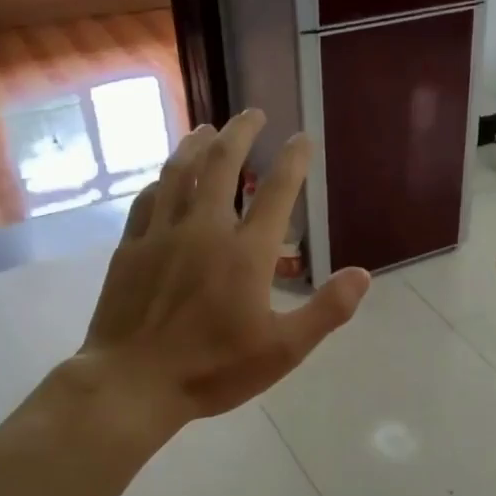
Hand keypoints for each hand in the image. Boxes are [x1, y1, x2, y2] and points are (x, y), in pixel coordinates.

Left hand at [44, 110, 371, 446]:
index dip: (293, 160)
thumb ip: (326, 310)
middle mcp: (204, 229)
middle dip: (241, 134)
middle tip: (253, 113)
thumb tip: (363, 274)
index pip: (277, 192)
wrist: (132, 383)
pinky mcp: (131, 248)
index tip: (301, 137)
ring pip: (180, 173)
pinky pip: (148, 199)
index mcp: (246, 253)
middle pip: (223, 166)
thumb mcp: (283, 350)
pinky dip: (162, 179)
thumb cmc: (212, 370)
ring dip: (197, 145)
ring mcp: (162, 234)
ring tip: (209, 128)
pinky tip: (165, 176)